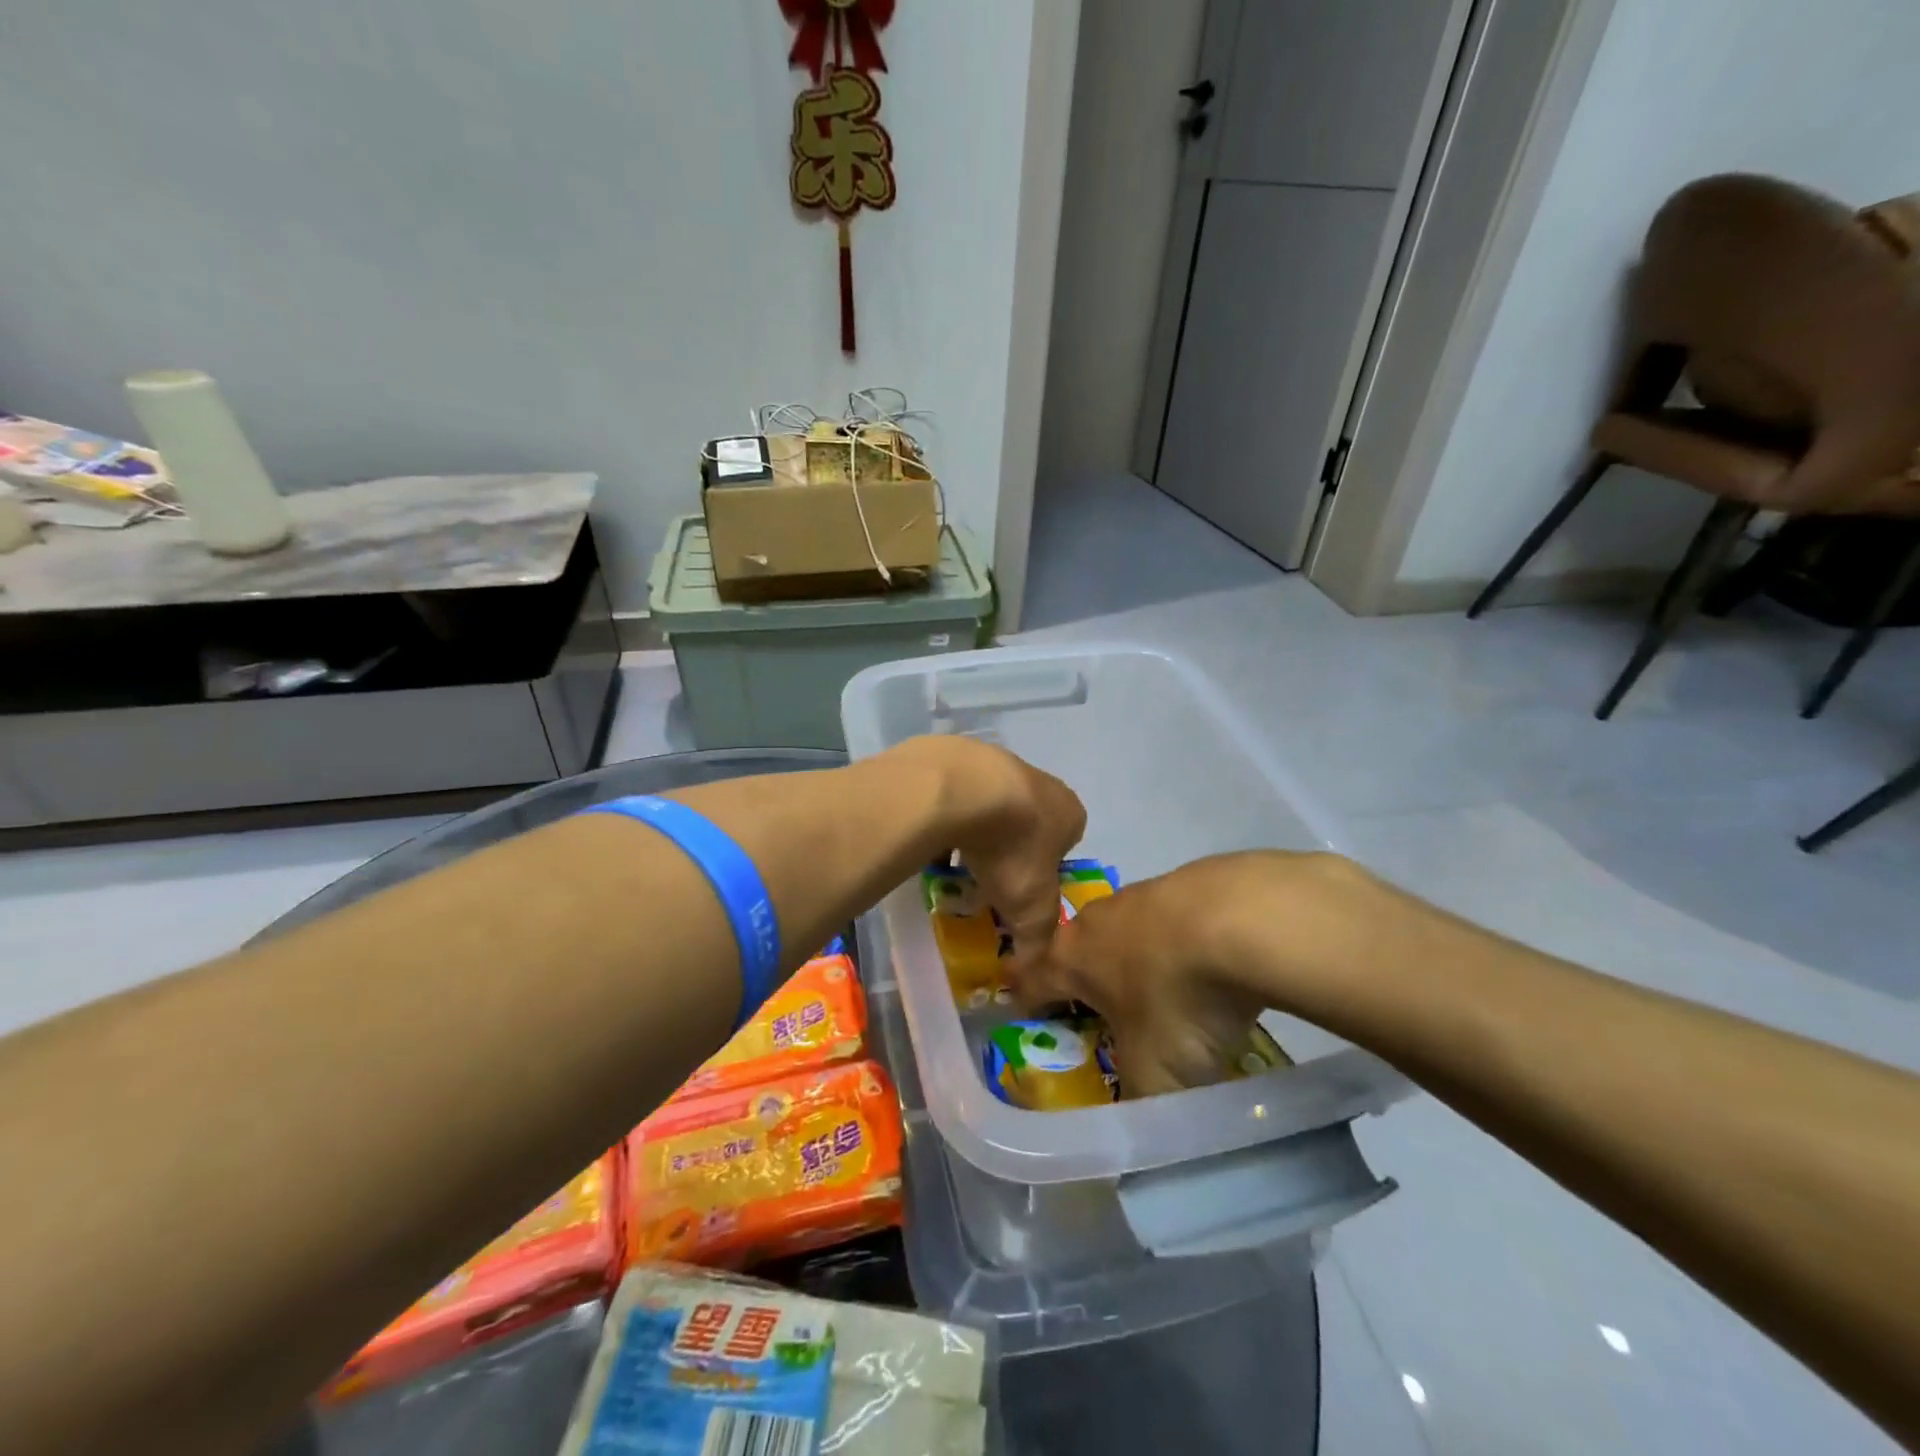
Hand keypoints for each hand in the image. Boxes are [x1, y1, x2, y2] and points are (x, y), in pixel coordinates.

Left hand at [913, 737, 1086, 971]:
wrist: (964, 790)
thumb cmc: (1012, 848)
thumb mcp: (1031, 908)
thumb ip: (1037, 942)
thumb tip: (1032, 975)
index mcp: (1069, 812)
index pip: (1065, 845)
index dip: (1044, 871)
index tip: (1019, 891)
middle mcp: (1041, 783)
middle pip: (1028, 824)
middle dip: (1009, 850)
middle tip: (985, 878)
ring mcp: (1000, 764)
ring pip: (992, 806)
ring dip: (978, 831)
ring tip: (955, 858)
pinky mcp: (962, 756)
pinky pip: (958, 794)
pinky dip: (950, 814)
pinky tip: (933, 834)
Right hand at [1019, 851, 1379, 1095]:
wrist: (1248, 919)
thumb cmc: (1179, 997)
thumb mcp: (1156, 1074)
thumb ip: (1139, 1104)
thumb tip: (1140, 1129)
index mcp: (1073, 957)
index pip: (1032, 980)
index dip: (1024, 1000)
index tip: (1021, 1013)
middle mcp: (1099, 918)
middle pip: (1079, 950)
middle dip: (1086, 980)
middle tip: (1102, 1013)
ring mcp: (1146, 892)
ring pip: (1128, 931)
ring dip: (1138, 959)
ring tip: (1166, 992)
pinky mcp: (1192, 879)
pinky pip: (1174, 919)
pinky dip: (1183, 942)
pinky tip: (1215, 964)